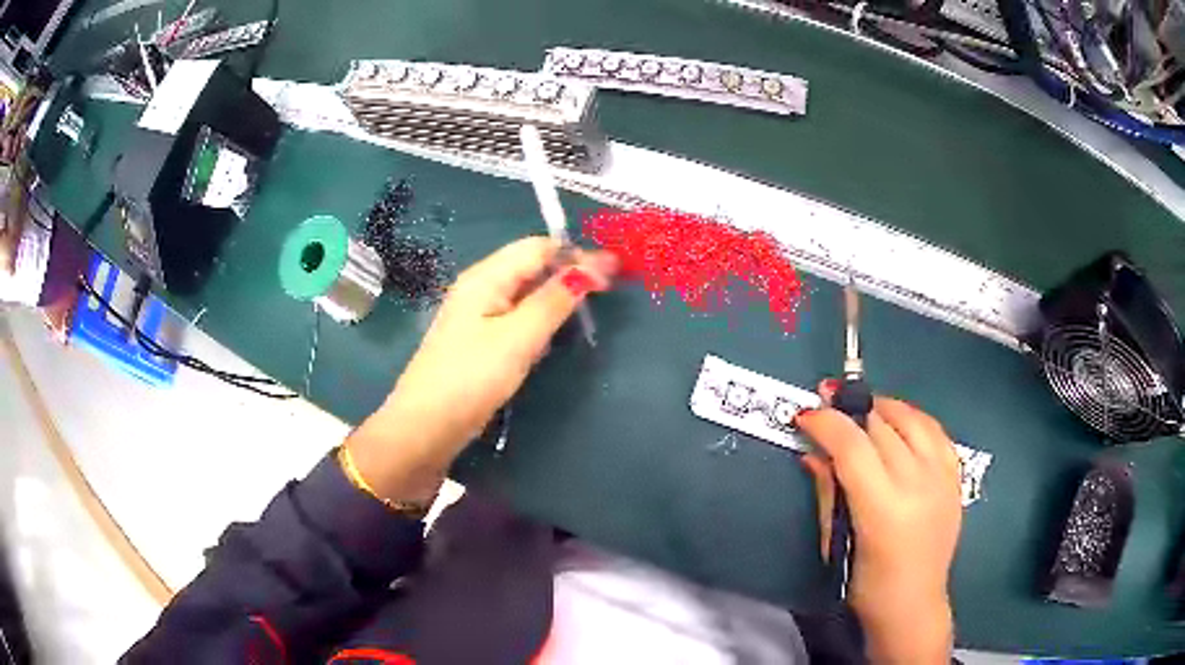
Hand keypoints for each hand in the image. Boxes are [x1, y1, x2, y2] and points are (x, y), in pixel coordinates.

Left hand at [346, 237, 617, 502]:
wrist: (427, 427)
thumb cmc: (471, 378)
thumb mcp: (518, 337)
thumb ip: (555, 300)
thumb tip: (595, 266)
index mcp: (486, 277)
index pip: (538, 247)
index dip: (576, 254)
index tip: (614, 274)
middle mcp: (481, 287)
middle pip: (532, 266)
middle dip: (569, 274)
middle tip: (607, 294)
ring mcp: (479, 315)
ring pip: (526, 294)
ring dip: (556, 298)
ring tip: (588, 313)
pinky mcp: (481, 340)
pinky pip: (517, 318)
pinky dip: (540, 320)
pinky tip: (555, 336)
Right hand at [797, 381, 960, 664]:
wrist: (914, 605)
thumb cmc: (866, 586)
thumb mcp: (837, 543)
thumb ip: (828, 491)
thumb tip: (813, 452)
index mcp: (884, 509)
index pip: (853, 447)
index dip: (827, 424)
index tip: (805, 415)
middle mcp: (918, 485)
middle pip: (881, 427)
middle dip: (850, 411)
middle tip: (827, 405)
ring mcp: (942, 478)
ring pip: (912, 419)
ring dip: (883, 408)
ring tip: (862, 409)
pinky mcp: (955, 478)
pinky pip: (936, 431)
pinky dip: (914, 419)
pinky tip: (899, 421)